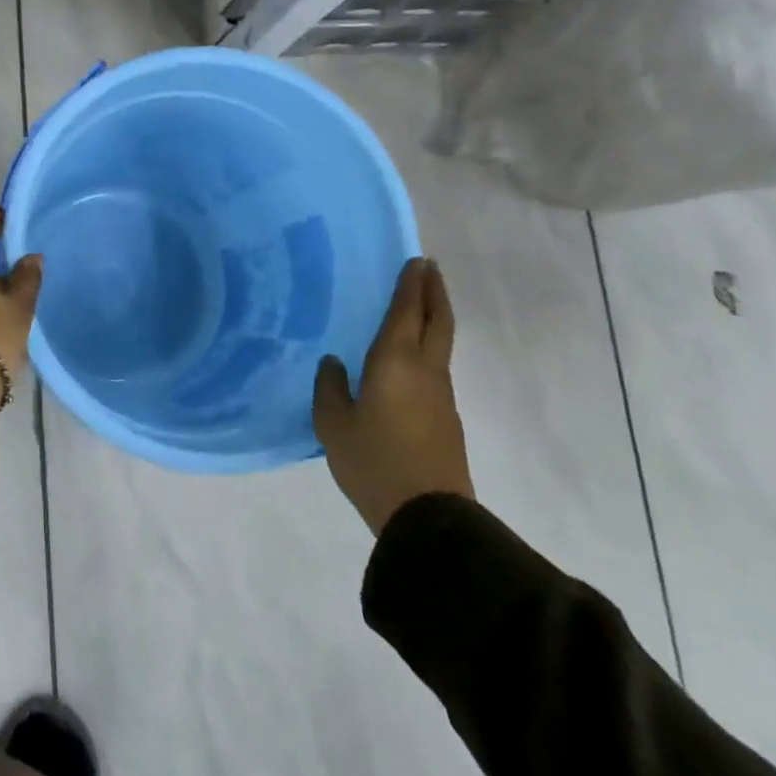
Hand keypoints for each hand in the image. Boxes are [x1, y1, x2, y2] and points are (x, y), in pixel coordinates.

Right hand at [313, 257, 472, 534]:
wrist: (427, 514)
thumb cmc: (372, 461)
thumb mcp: (332, 425)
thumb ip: (329, 388)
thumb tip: (334, 362)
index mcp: (395, 363)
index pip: (406, 313)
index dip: (411, 285)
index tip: (416, 261)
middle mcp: (425, 370)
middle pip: (438, 321)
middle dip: (434, 292)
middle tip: (430, 269)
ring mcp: (441, 395)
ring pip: (441, 344)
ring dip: (434, 318)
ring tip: (419, 306)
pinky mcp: (445, 417)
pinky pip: (436, 367)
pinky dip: (428, 346)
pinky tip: (409, 357)